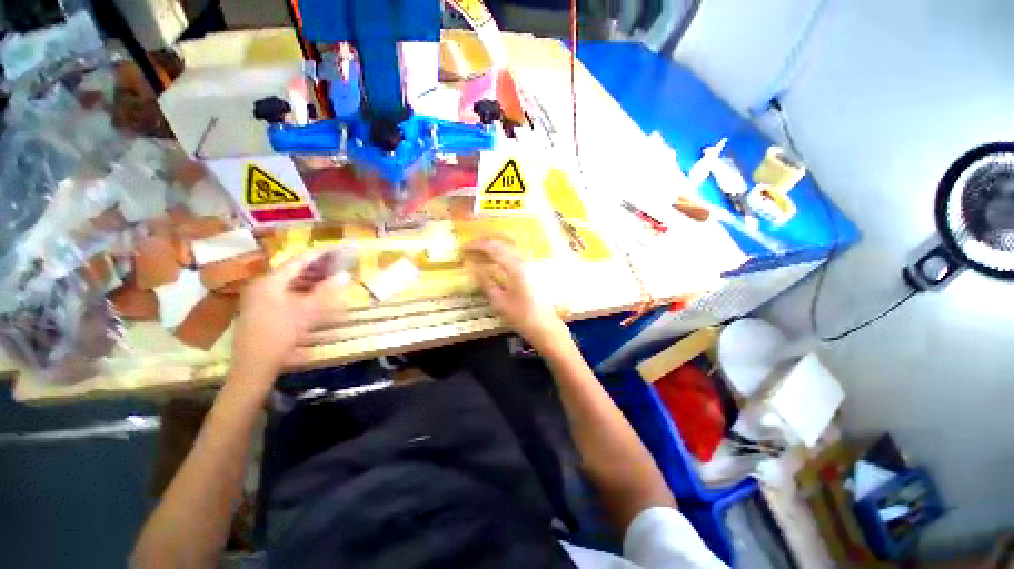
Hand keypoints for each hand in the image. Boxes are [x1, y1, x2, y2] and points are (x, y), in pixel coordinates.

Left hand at [230, 252, 343, 386]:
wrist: (254, 365)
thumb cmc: (281, 334)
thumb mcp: (308, 312)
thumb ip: (327, 291)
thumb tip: (345, 275)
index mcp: (270, 282)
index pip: (298, 261)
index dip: (319, 255)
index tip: (336, 250)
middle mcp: (261, 286)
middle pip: (292, 271)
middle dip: (316, 268)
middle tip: (336, 266)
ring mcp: (257, 298)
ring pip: (287, 283)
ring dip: (309, 281)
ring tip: (329, 280)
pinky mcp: (259, 310)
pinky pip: (283, 293)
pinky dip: (300, 292)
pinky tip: (312, 297)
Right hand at [464, 239, 567, 349]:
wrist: (545, 326)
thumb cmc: (522, 317)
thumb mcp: (500, 302)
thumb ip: (486, 282)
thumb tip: (471, 267)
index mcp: (515, 268)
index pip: (493, 248)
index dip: (476, 246)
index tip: (463, 248)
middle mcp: (523, 261)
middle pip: (502, 244)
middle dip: (484, 243)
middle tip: (469, 248)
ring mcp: (529, 264)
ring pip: (507, 248)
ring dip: (492, 248)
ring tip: (477, 254)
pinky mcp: (531, 270)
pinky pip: (512, 255)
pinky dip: (500, 254)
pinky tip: (493, 262)